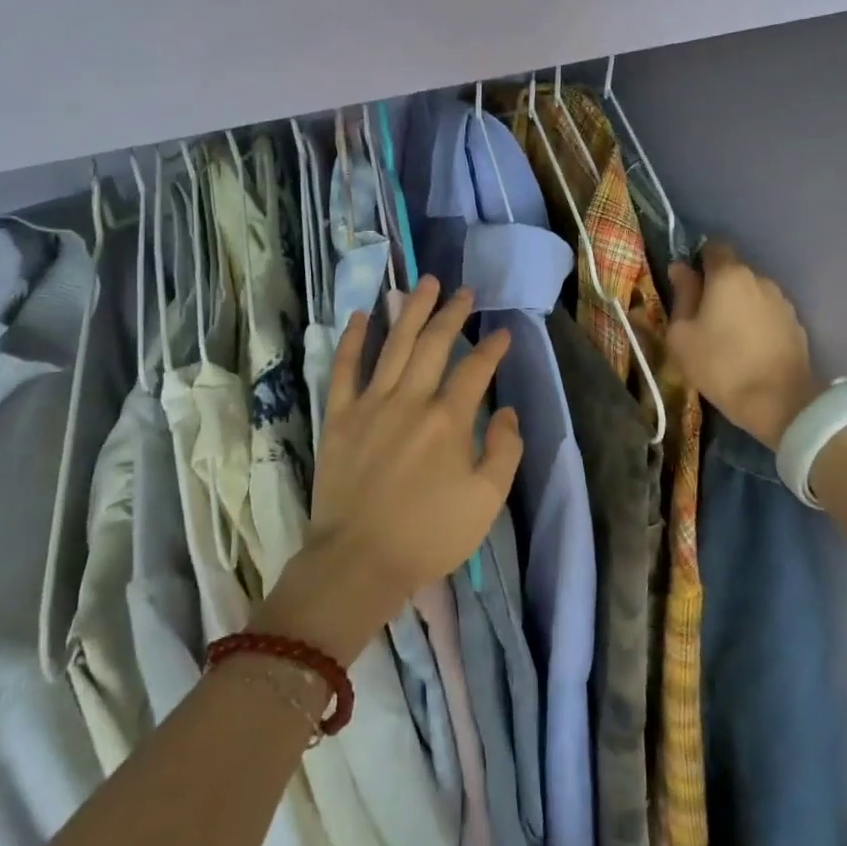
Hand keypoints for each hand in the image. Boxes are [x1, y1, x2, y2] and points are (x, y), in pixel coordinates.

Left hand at [266, 278, 521, 661]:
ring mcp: (370, 404)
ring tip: (424, 283)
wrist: (358, 562)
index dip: (493, 348)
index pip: (475, 369)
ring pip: (394, 344)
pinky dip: (353, 340)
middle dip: (452, 313)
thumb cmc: (428, 536)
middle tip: (464, 291)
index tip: (504, 333)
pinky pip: (344, 369)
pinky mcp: (338, 416)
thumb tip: (508, 412)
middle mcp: (410, 399)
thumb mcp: (485, 502)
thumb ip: (504, 451)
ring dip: (411, 310)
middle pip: (434, 343)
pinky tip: (364, 315)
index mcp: (448, 420)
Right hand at [668, 241, 819, 450]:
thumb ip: (681, 295)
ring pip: (752, 293)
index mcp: (729, 275)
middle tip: (701, 315)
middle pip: (733, 272)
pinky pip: (767, 313)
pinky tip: (748, 347)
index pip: (713, 248)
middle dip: (717, 287)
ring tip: (726, 335)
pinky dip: (756, 322)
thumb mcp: (682, 334)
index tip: (687, 282)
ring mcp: (782, 301)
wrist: (779, 402)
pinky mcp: (796, 324)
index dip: (698, 260)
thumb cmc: (720, 364)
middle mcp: (759, 279)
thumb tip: (680, 269)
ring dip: (738, 305)